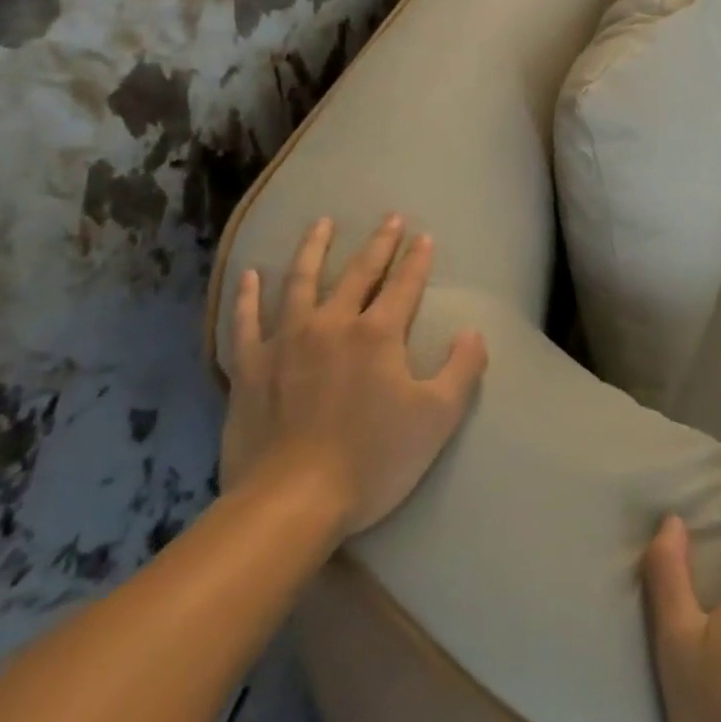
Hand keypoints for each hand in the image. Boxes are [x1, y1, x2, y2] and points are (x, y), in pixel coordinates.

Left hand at [221, 215, 488, 535]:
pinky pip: (247, 321)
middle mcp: (332, 324)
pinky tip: (251, 274)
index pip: (404, 284)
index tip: (424, 236)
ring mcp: (286, 342)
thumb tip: (473, 332)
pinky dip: (249, 296)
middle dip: (378, 243)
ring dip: (313, 248)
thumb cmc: (372, 460)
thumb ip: (462, 369)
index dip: (417, 259)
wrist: (290, 504)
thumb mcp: (437, 419)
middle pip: (358, 273)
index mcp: (377, 334)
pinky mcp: (250, 367)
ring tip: (321, 223)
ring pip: (301, 281)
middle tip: (389, 217)